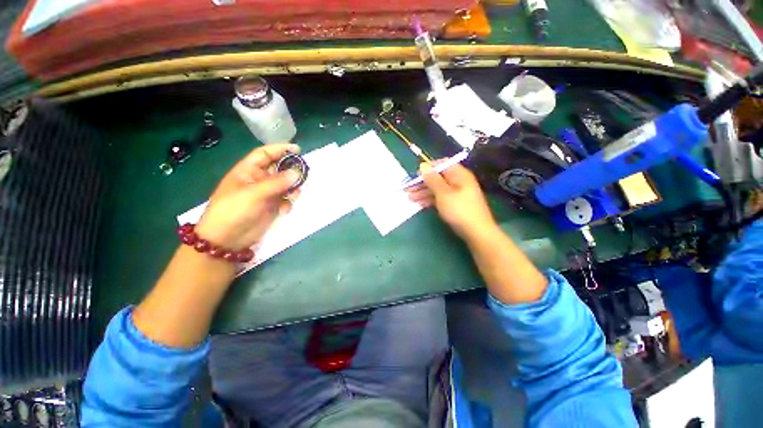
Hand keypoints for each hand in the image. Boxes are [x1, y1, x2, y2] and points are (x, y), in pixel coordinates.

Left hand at [195, 143, 300, 249]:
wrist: (227, 240)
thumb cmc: (234, 211)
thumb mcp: (254, 193)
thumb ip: (277, 182)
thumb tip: (297, 171)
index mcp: (248, 171)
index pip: (265, 154)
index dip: (280, 149)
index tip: (298, 150)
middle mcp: (258, 180)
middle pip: (279, 169)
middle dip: (291, 171)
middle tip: (303, 175)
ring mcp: (266, 194)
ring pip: (285, 185)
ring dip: (292, 189)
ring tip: (293, 195)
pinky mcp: (271, 207)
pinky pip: (285, 199)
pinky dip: (288, 203)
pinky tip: (284, 210)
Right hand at [406, 161, 496, 240]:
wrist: (476, 232)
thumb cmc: (459, 210)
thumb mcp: (443, 193)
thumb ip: (432, 179)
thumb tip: (423, 165)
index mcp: (459, 174)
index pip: (441, 165)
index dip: (427, 168)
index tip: (415, 175)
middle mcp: (458, 181)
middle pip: (437, 178)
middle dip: (422, 183)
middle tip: (407, 189)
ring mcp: (457, 194)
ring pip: (437, 189)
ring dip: (423, 192)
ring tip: (410, 198)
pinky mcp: (455, 204)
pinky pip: (440, 198)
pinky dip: (430, 200)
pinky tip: (420, 204)